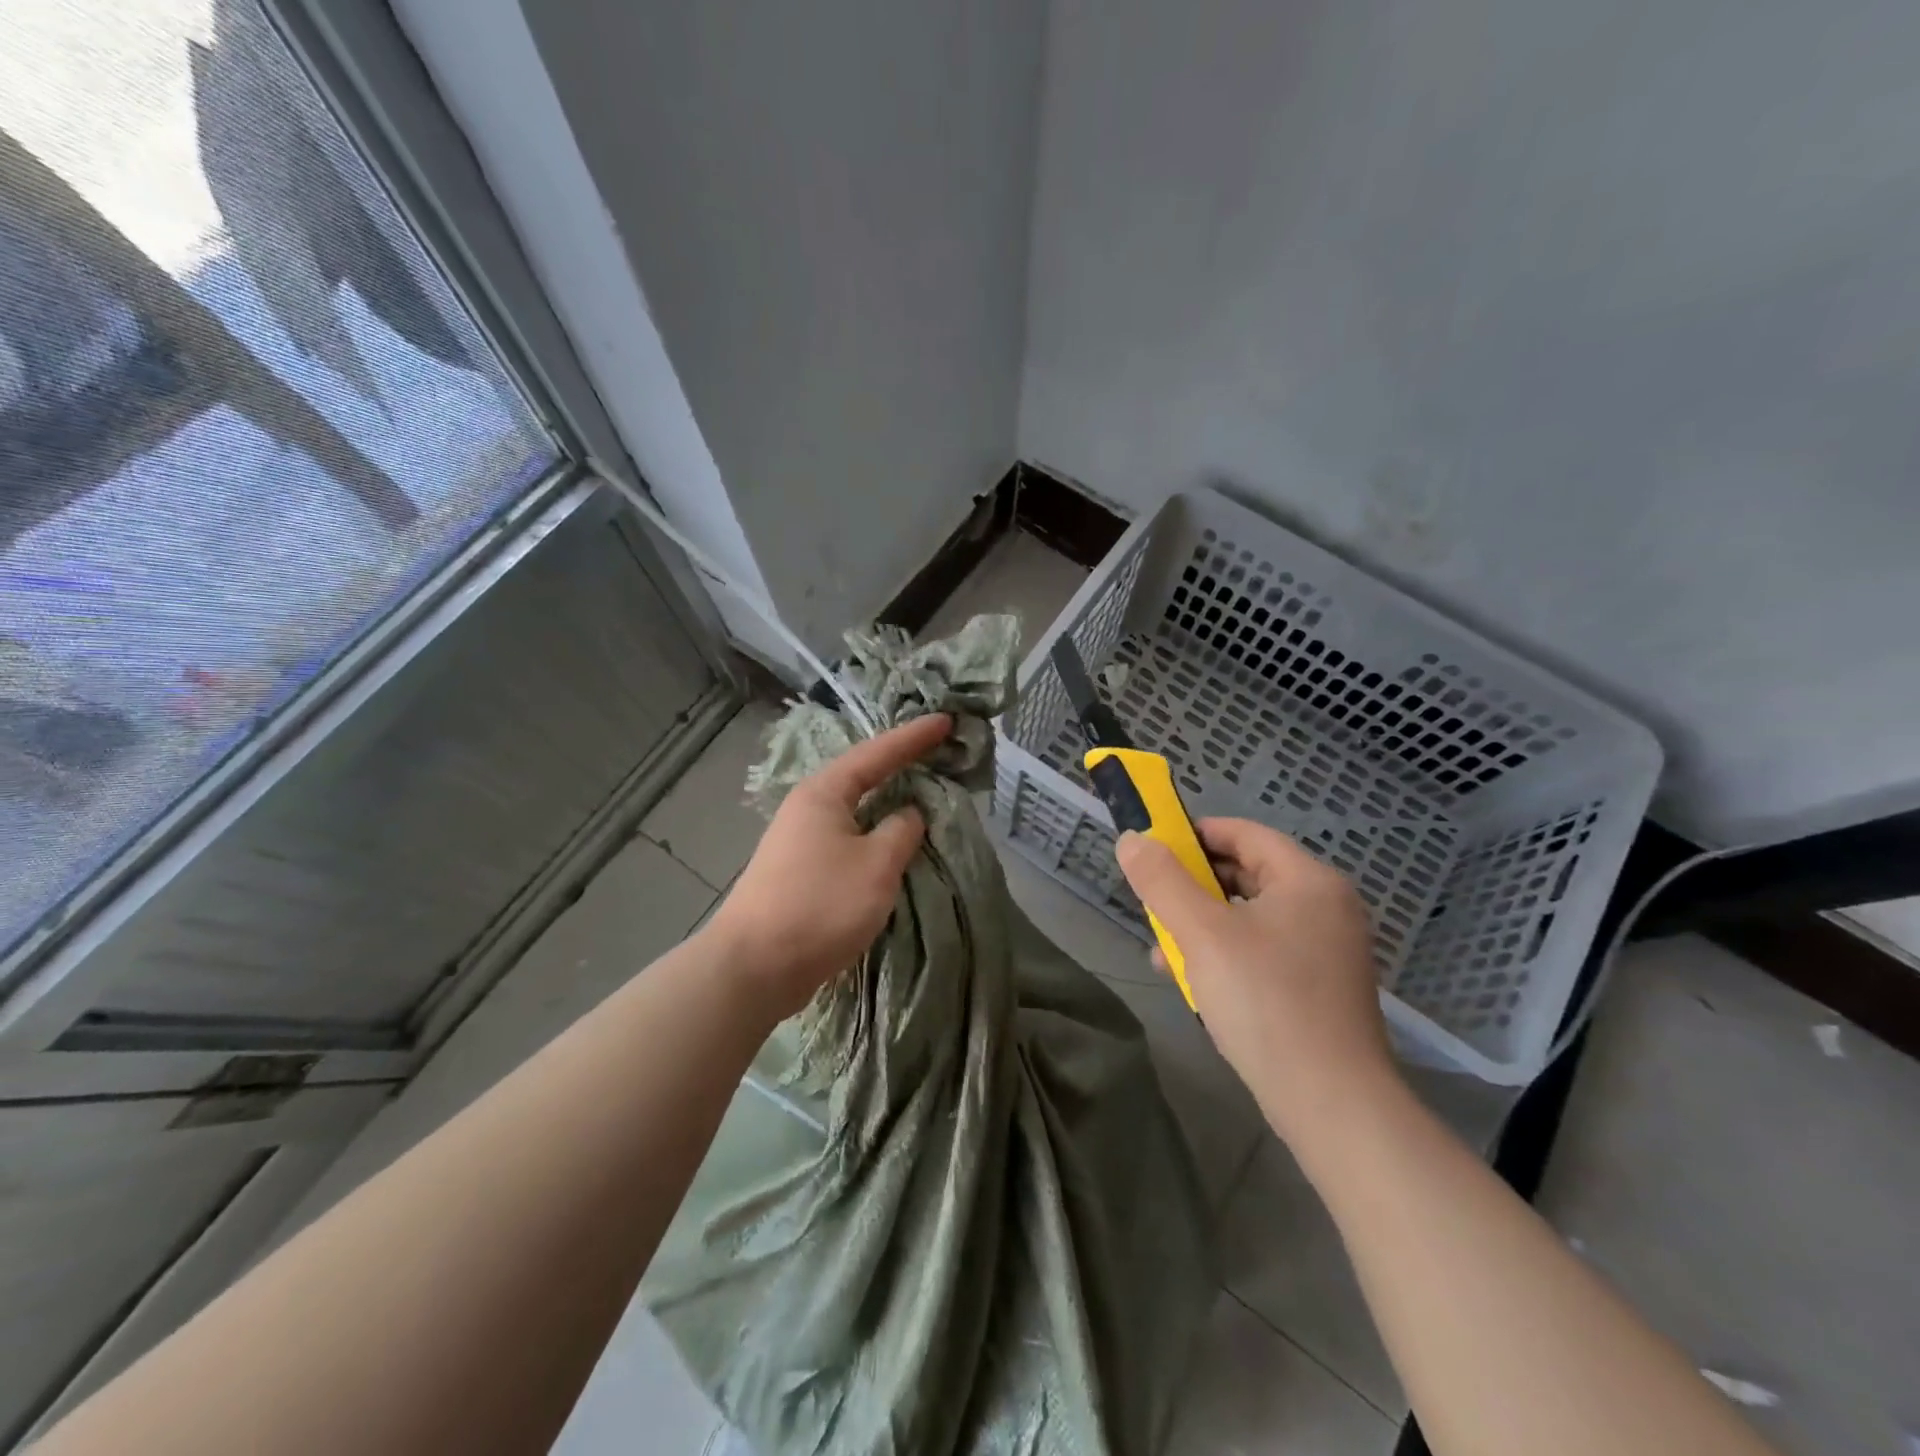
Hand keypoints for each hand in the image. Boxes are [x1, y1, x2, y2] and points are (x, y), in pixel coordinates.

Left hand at [704, 713, 950, 1021]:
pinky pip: (849, 838)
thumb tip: (909, 814)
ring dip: (888, 802)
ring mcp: (800, 840)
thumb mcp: (876, 865)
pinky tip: (891, 843)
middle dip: (900, 764)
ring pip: (856, 810)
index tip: (946, 721)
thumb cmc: (820, 905)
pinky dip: (875, 834)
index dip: (914, 737)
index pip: (877, 753)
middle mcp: (808, 808)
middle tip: (938, 753)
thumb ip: (902, 831)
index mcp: (824, 793)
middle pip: (862, 776)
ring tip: (922, 794)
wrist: (754, 967)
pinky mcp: (800, 871)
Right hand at [1117, 818, 1397, 1136]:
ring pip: (1251, 916)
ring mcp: (1328, 950)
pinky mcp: (1320, 987)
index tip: (1153, 849)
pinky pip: (1264, 951)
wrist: (1331, 1104)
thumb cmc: (1265, 1002)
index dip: (1195, 834)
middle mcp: (1326, 907)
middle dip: (1194, 884)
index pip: (1245, 834)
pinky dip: (1227, 954)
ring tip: (1162, 947)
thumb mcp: (1202, 934)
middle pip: (1248, 874)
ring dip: (1203, 923)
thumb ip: (1162, 881)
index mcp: (1308, 881)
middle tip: (1154, 901)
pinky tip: (1192, 980)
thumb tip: (1132, 839)